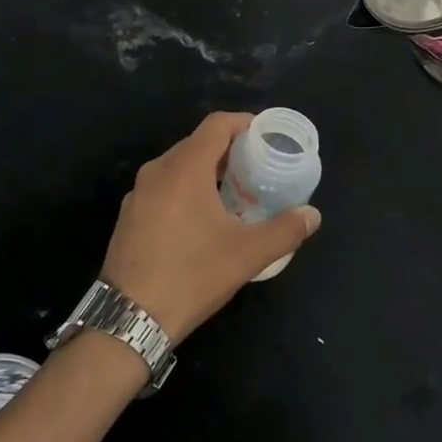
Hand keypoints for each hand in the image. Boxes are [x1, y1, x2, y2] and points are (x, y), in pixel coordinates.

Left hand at [100, 112, 320, 342]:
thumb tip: (312, 215)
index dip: (244, 123)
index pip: (217, 124)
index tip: (266, 136)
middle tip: (256, 168)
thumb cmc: (191, 275)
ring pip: (178, 166)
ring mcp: (138, 192)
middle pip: (197, 143)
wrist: (130, 318)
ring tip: (233, 193)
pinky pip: (163, 186)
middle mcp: (158, 170)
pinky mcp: (129, 215)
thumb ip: (285, 230)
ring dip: (206, 170)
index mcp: (185, 167)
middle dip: (228, 149)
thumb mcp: (247, 254)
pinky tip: (201, 219)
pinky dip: (185, 189)